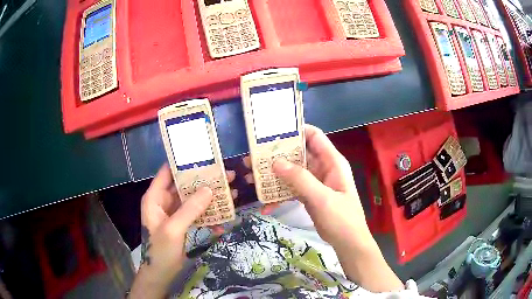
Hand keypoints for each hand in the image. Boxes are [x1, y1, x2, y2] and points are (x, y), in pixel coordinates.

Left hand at [129, 164, 236, 298]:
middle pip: (184, 185)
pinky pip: (196, 214)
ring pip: (192, 199)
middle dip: (203, 181)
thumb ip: (190, 209)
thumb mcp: (173, 229)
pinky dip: (208, 216)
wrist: (161, 274)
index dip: (183, 163)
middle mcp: (164, 201)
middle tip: (226, 176)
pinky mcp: (182, 223)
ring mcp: (174, 212)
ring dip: (209, 199)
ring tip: (230, 194)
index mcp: (155, 197)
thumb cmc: (160, 251)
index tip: (205, 157)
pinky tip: (222, 223)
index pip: (167, 172)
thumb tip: (209, 189)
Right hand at [244, 124, 371, 247]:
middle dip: (277, 156)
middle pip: (299, 154)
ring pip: (292, 172)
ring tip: (253, 180)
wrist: (348, 242)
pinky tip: (266, 206)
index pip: (314, 136)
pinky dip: (280, 195)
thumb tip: (276, 162)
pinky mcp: (309, 195)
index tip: (272, 135)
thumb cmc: (341, 218)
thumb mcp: (322, 198)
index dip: (295, 132)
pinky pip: (292, 189)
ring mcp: (315, 182)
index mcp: (331, 161)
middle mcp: (323, 168)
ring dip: (275, 177)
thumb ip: (300, 179)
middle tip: (254, 159)